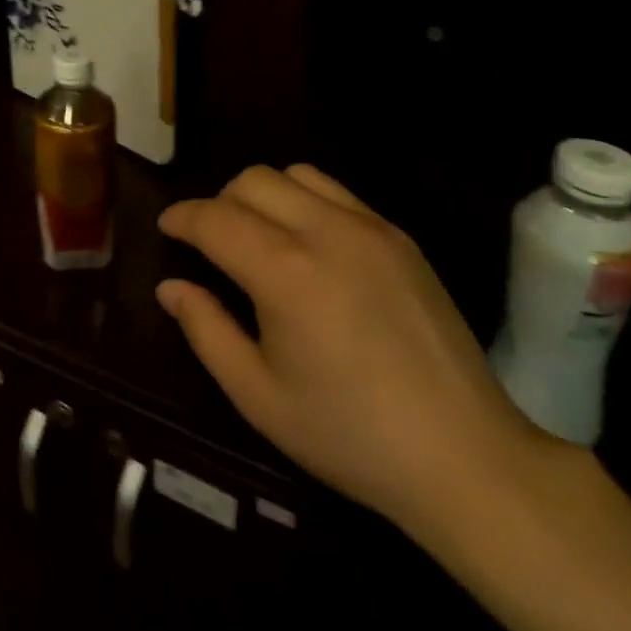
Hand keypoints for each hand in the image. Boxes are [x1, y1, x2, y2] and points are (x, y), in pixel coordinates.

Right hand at [157, 165, 546, 540]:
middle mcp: (325, 231)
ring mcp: (370, 227)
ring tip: (261, 236)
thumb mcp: (259, 396)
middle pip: (253, 181)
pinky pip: (338, 193)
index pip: (215, 218)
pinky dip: (307, 201)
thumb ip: (206, 330)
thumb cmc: (348, 436)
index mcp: (284, 272)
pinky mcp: (400, 236)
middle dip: (220, 202)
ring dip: (264, 194)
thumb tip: (172, 286)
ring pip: (296, 174)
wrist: (463, 456)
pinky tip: (311, 246)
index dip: (182, 217)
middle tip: (212, 242)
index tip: (167, 227)